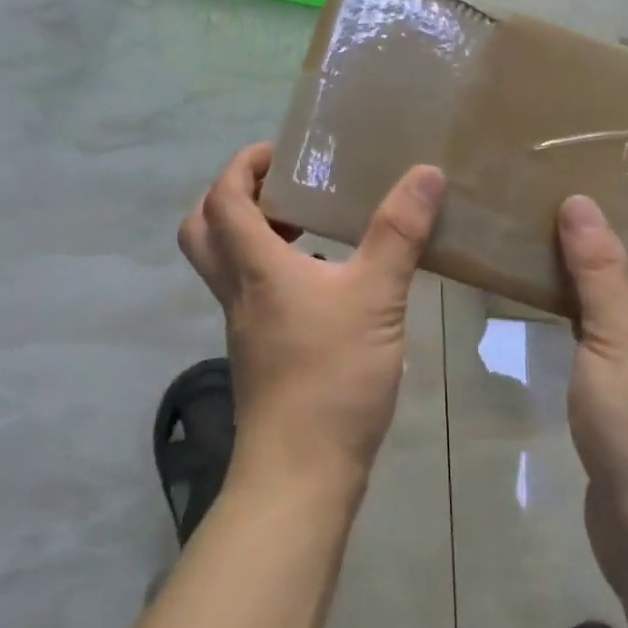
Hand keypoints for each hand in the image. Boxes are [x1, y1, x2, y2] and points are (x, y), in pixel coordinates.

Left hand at [179, 143, 446, 495]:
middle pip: (202, 231)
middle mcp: (238, 292)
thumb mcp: (376, 296)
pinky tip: (327, 283)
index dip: (241, 166)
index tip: (278, 153)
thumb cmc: (332, 376)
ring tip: (309, 227)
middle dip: (231, 199)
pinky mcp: (261, 354)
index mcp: (255, 268)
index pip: (223, 200)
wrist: (301, 474)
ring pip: (226, 266)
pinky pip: (253, 295)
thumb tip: (426, 173)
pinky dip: (276, 273)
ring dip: (253, 236)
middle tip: (279, 188)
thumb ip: (399, 233)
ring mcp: (245, 327)